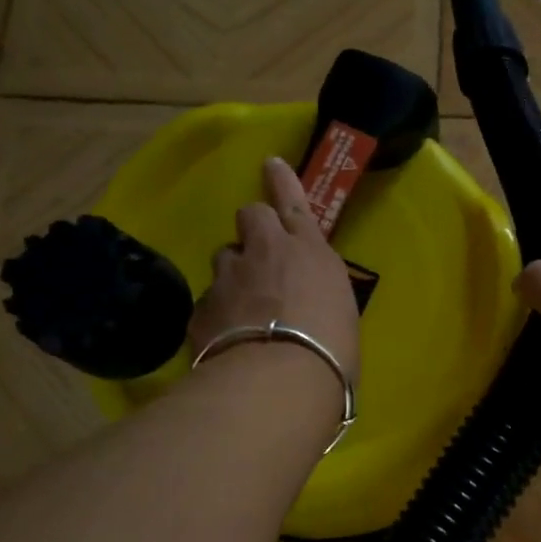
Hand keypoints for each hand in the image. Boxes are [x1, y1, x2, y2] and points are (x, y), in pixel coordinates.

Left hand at [190, 157, 360, 378]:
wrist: (280, 378)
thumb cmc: (332, 349)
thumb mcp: (339, 314)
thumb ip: (318, 297)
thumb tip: (307, 307)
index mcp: (308, 250)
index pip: (292, 202)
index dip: (281, 181)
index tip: (270, 163)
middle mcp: (265, 252)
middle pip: (249, 215)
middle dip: (253, 229)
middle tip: (260, 256)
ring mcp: (228, 277)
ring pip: (224, 258)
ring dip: (234, 274)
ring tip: (243, 307)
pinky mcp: (201, 308)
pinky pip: (209, 301)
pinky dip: (217, 315)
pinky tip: (226, 340)